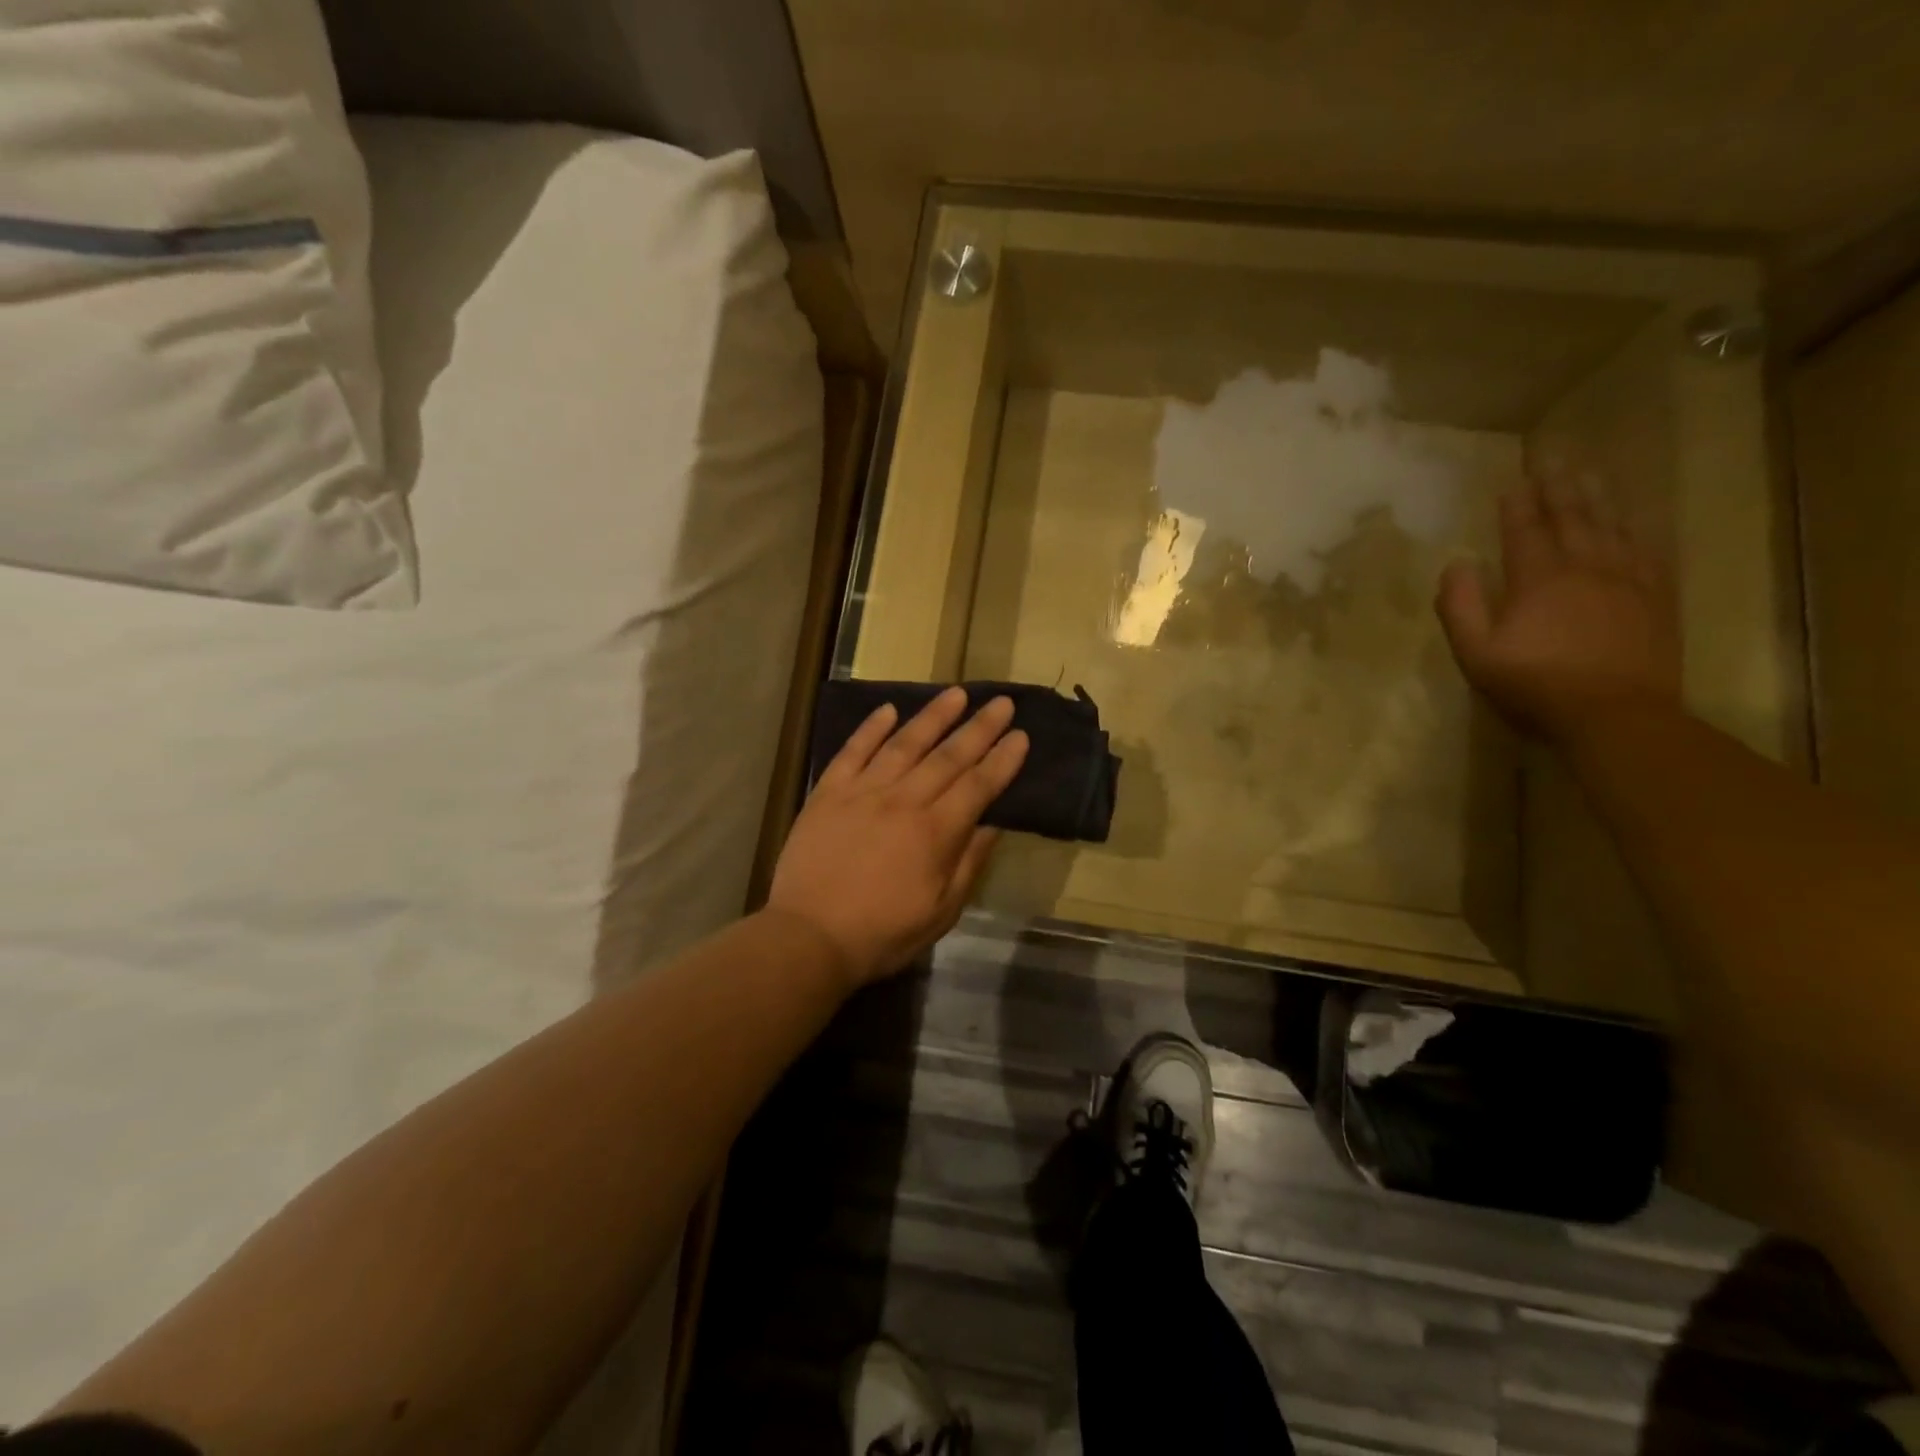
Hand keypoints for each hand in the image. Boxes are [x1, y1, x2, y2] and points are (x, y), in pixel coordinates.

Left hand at [766, 687, 1029, 990]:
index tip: (1020, 735)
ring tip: (956, 693)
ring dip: (933, 716)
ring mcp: (863, 792)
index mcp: (935, 832)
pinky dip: (871, 728)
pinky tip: (888, 709)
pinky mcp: (829, 792)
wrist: (809, 936)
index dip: (1002, 759)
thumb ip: (968, 864)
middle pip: (948, 756)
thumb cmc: (882, 932)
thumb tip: (992, 825)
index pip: (978, 785)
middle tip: (1001, 701)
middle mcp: (904, 801)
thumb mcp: (941, 912)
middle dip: (979, 727)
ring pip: (905, 743)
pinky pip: (853, 751)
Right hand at [1436, 473, 1682, 747]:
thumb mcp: (1477, 653)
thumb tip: (1456, 564)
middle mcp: (1585, 567)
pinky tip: (1636, 518)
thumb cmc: (1534, 685)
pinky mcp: (1657, 597)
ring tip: (1590, 472)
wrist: (1615, 713)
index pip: (1524, 531)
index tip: (1512, 481)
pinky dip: (1639, 527)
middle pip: (1572, 517)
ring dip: (1599, 496)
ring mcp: (1627, 579)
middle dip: (1558, 486)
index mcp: (1537, 579)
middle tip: (1553, 456)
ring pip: (1613, 525)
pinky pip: (1650, 549)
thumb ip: (1460, 607)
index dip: (1517, 505)